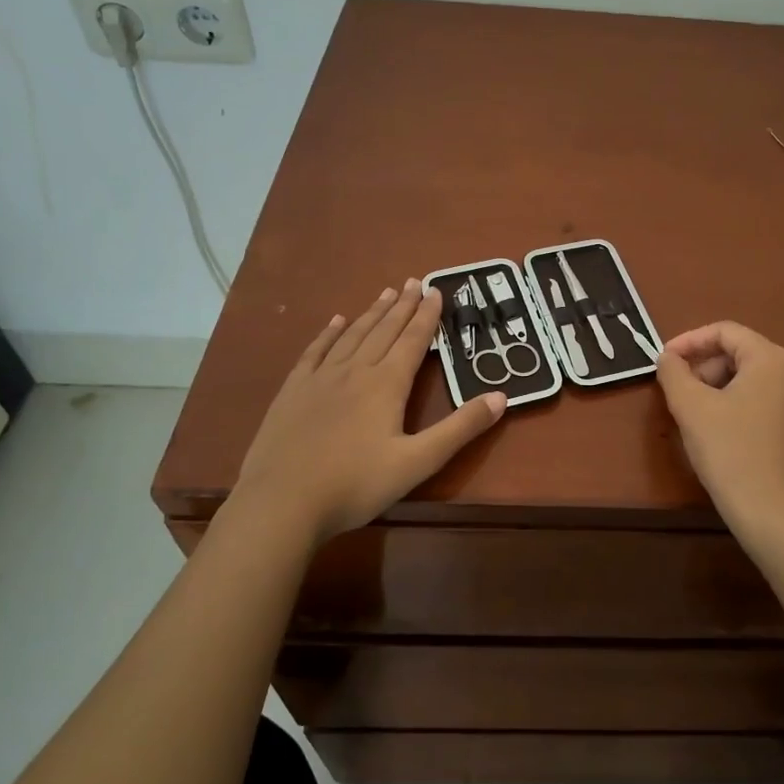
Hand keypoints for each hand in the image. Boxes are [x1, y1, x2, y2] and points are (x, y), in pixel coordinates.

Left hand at [226, 280, 506, 545]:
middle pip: (384, 330)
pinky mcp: (293, 391)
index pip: (413, 340)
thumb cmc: (355, 485)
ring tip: (385, 293)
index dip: (427, 316)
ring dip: (372, 313)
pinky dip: (329, 333)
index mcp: (386, 384)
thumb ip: (460, 429)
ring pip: (352, 335)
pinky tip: (336, 321)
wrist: (282, 502)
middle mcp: (355, 371)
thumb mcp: (418, 462)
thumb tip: (501, 397)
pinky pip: (315, 351)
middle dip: (402, 306)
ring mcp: (320, 378)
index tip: (437, 291)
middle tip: (414, 281)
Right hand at [655, 321, 783, 529]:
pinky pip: (778, 404)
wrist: (772, 512)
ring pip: (760, 379)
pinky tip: (739, 426)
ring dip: (727, 386)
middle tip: (681, 392)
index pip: (725, 332)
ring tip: (703, 412)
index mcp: (771, 358)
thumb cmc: (728, 452)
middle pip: (744, 354)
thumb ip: (673, 372)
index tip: (665, 360)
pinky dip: (753, 405)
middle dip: (708, 367)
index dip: (690, 341)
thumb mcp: (690, 407)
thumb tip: (668, 358)